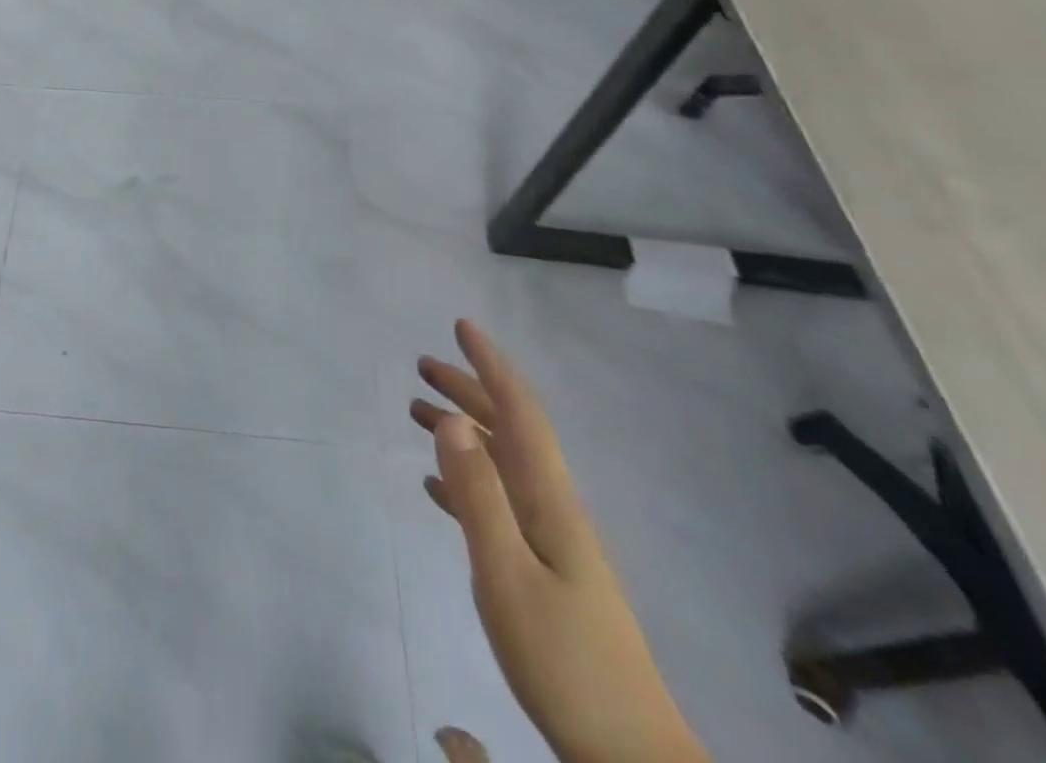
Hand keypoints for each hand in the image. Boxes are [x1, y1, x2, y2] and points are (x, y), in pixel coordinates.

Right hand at [411, 321, 707, 762]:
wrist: (628, 753)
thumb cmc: (565, 660)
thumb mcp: (507, 574)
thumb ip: (477, 494)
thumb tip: (450, 419)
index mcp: (549, 500)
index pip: (519, 413)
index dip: (491, 365)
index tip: (462, 326)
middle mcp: (551, 508)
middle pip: (507, 430)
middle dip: (467, 390)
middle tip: (422, 365)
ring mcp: (548, 541)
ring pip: (498, 463)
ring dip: (460, 431)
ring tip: (416, 412)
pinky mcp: (541, 571)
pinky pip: (494, 502)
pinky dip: (462, 480)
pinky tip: (435, 486)